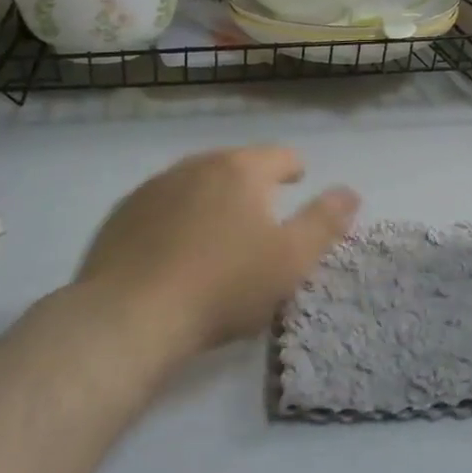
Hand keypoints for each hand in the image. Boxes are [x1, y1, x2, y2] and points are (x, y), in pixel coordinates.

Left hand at [72, 146, 359, 355]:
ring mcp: (153, 188)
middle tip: (263, 210)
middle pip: (235, 164)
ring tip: (220, 227)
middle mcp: (196, 166)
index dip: (294, 167)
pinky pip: (161, 206)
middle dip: (252, 182)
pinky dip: (176, 216)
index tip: (299, 179)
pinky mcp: (121, 215)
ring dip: (212, 197)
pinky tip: (175, 247)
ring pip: (195, 182)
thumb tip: (349, 192)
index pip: (279, 155)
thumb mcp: (291, 259)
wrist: (129, 317)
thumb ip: (325, 222)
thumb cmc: (224, 286)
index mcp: (240, 170)